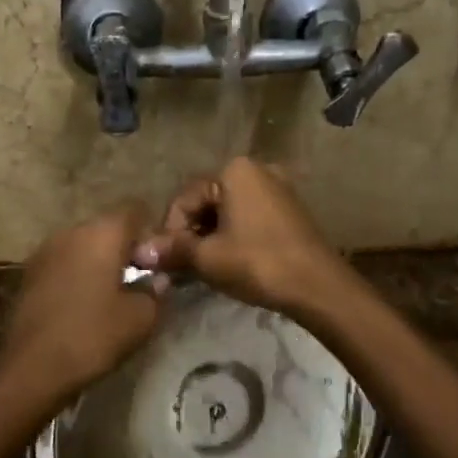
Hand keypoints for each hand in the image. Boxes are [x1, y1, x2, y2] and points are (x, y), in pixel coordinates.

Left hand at [2, 202, 164, 400]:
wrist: (33, 367)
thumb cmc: (94, 335)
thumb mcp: (141, 318)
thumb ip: (156, 291)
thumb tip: (157, 279)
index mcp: (102, 233)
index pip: (135, 209)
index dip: (150, 233)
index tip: (155, 264)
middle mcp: (71, 231)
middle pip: (107, 227)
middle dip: (124, 248)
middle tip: (137, 282)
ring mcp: (45, 250)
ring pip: (83, 245)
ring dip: (99, 262)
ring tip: (109, 296)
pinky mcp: (29, 273)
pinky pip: (64, 262)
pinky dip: (77, 275)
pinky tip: (82, 304)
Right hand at [135, 158, 354, 319]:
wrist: (318, 287)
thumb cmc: (258, 263)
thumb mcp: (208, 258)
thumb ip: (172, 250)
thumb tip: (139, 252)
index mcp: (234, 170)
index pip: (185, 199)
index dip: (170, 232)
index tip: (167, 262)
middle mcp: (257, 170)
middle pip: (207, 202)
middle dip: (191, 235)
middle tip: (184, 268)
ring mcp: (278, 189)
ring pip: (227, 212)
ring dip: (210, 239)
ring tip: (205, 269)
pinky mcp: (289, 211)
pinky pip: (249, 219)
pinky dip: (233, 238)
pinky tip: (230, 264)